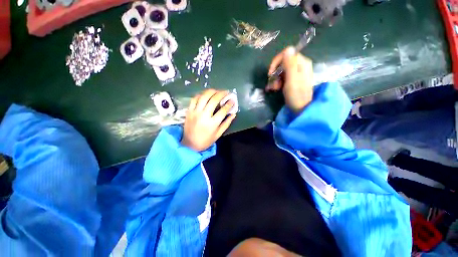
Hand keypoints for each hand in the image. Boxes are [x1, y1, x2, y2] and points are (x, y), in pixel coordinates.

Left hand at [182, 89, 236, 150]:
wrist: (190, 144)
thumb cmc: (206, 140)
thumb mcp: (219, 134)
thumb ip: (226, 123)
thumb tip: (233, 114)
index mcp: (212, 123)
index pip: (223, 110)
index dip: (229, 104)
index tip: (232, 100)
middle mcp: (204, 116)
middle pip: (214, 100)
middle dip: (221, 94)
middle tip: (226, 92)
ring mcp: (195, 112)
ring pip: (204, 97)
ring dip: (211, 91)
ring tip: (217, 91)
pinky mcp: (189, 111)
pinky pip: (194, 99)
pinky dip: (201, 95)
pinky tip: (205, 95)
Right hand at [266, 47, 313, 112]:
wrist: (301, 108)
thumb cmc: (296, 95)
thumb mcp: (292, 80)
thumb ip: (290, 64)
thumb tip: (288, 49)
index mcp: (302, 63)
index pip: (287, 54)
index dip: (276, 62)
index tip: (270, 73)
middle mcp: (300, 65)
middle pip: (283, 62)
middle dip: (275, 72)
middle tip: (272, 83)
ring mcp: (296, 73)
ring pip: (281, 70)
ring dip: (275, 79)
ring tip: (274, 88)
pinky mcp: (293, 80)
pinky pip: (282, 77)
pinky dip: (277, 82)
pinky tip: (275, 88)